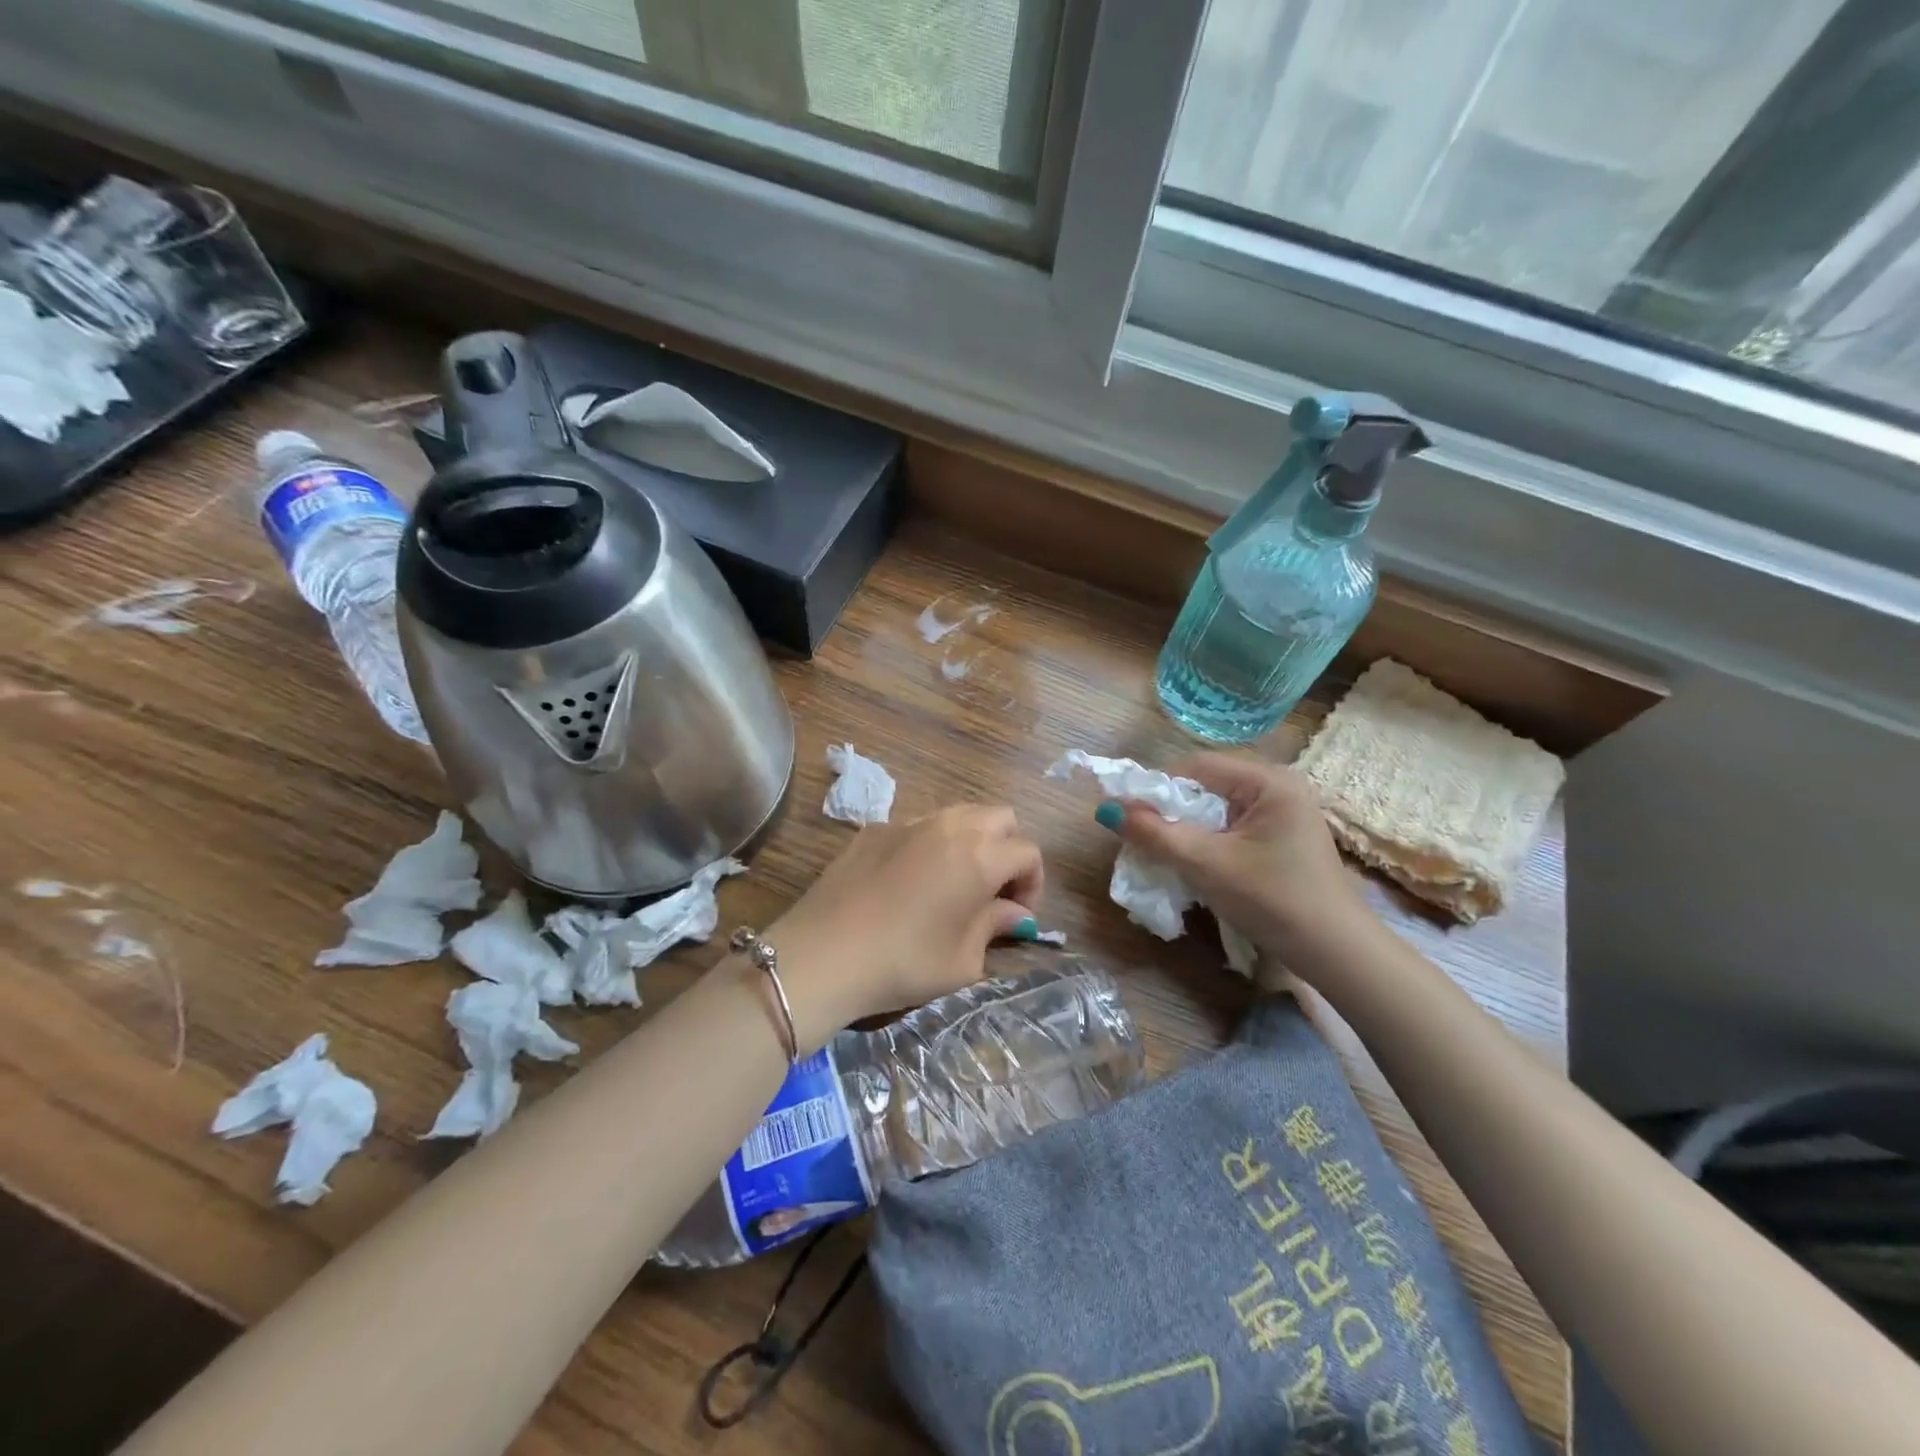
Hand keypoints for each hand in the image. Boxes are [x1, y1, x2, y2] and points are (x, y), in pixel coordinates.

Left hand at [766, 806, 1043, 1050]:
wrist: (822, 955)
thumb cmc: (903, 963)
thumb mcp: (962, 961)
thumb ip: (996, 926)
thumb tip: (1016, 913)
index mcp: (979, 856)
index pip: (1028, 851)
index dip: (1033, 884)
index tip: (1017, 915)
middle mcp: (949, 827)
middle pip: (999, 817)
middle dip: (1007, 849)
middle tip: (993, 890)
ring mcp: (908, 822)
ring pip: (959, 813)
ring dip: (971, 840)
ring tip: (955, 882)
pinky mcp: (874, 829)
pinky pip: (919, 825)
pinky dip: (931, 844)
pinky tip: (910, 881)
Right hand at [1108, 754, 1373, 986]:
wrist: (1337, 954)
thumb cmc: (1273, 900)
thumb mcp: (1206, 865)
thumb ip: (1155, 834)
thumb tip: (1108, 810)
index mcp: (1269, 781)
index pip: (1195, 767)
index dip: (1156, 788)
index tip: (1127, 816)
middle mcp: (1278, 787)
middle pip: (1205, 786)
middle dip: (1169, 811)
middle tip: (1140, 838)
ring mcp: (1283, 813)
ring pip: (1216, 810)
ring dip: (1185, 829)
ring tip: (1162, 853)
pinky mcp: (1281, 839)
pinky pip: (1230, 828)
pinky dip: (1206, 842)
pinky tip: (1192, 864)